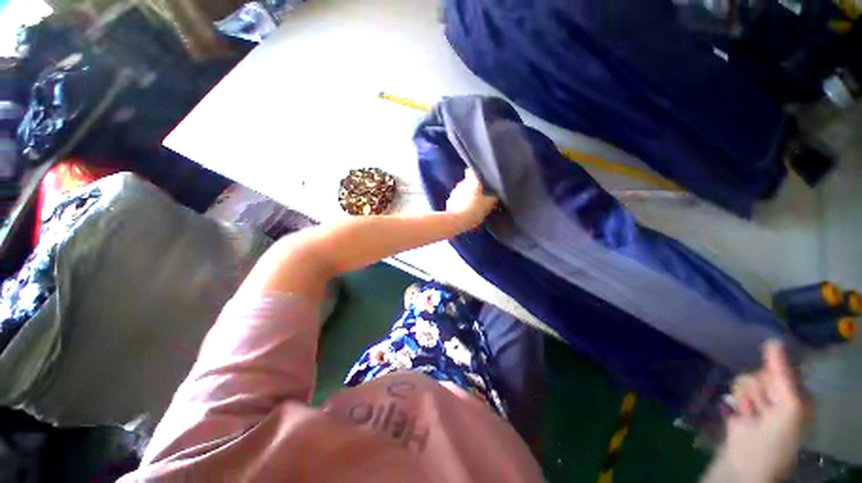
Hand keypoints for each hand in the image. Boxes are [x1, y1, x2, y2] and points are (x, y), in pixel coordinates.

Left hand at [445, 169, 497, 229]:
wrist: (455, 221)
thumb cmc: (474, 209)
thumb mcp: (489, 204)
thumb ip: (492, 198)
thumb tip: (494, 196)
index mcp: (470, 181)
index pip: (471, 171)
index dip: (475, 174)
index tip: (481, 180)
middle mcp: (460, 184)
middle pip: (467, 183)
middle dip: (473, 189)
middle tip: (481, 197)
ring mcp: (453, 194)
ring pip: (462, 193)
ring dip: (467, 198)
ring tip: (474, 207)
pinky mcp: (449, 204)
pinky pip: (457, 202)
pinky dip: (461, 206)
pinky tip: (466, 213)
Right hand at [721, 341, 812, 481]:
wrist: (747, 458)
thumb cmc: (776, 436)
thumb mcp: (787, 406)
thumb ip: (781, 374)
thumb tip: (772, 341)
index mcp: (798, 394)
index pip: (785, 368)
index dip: (776, 374)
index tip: (774, 389)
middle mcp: (780, 394)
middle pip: (764, 372)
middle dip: (760, 389)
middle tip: (764, 409)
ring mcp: (761, 399)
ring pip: (748, 378)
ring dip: (748, 396)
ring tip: (751, 414)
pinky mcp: (742, 401)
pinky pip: (736, 387)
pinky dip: (738, 400)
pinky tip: (740, 412)